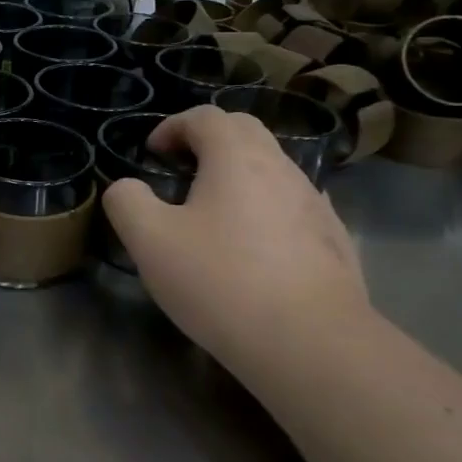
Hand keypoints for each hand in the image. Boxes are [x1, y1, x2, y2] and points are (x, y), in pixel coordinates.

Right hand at [102, 107, 369, 361]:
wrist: (311, 344)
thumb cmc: (221, 281)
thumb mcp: (149, 241)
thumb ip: (127, 201)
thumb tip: (127, 188)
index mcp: (236, 157)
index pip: (205, 117)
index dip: (172, 126)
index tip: (152, 153)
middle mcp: (281, 168)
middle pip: (244, 132)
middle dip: (208, 141)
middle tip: (180, 170)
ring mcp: (315, 204)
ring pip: (271, 169)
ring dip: (237, 176)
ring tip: (212, 212)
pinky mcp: (334, 240)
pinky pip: (292, 207)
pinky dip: (265, 209)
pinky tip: (254, 247)